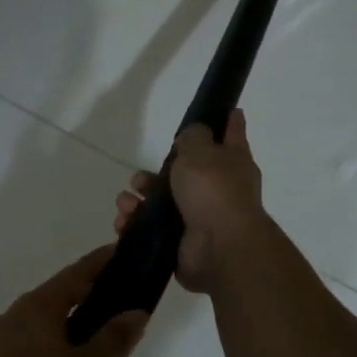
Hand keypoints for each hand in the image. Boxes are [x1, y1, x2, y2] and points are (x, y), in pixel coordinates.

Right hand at [114, 108, 268, 294]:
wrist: (219, 247)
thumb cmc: (214, 190)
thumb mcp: (201, 151)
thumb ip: (193, 137)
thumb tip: (193, 136)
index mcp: (232, 163)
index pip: (232, 135)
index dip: (228, 122)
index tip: (229, 110)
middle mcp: (218, 190)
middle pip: (184, 174)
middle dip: (156, 175)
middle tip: (139, 178)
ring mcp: (199, 218)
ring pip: (161, 203)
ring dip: (138, 201)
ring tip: (126, 202)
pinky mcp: (180, 243)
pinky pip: (151, 230)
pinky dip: (134, 225)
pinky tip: (124, 222)